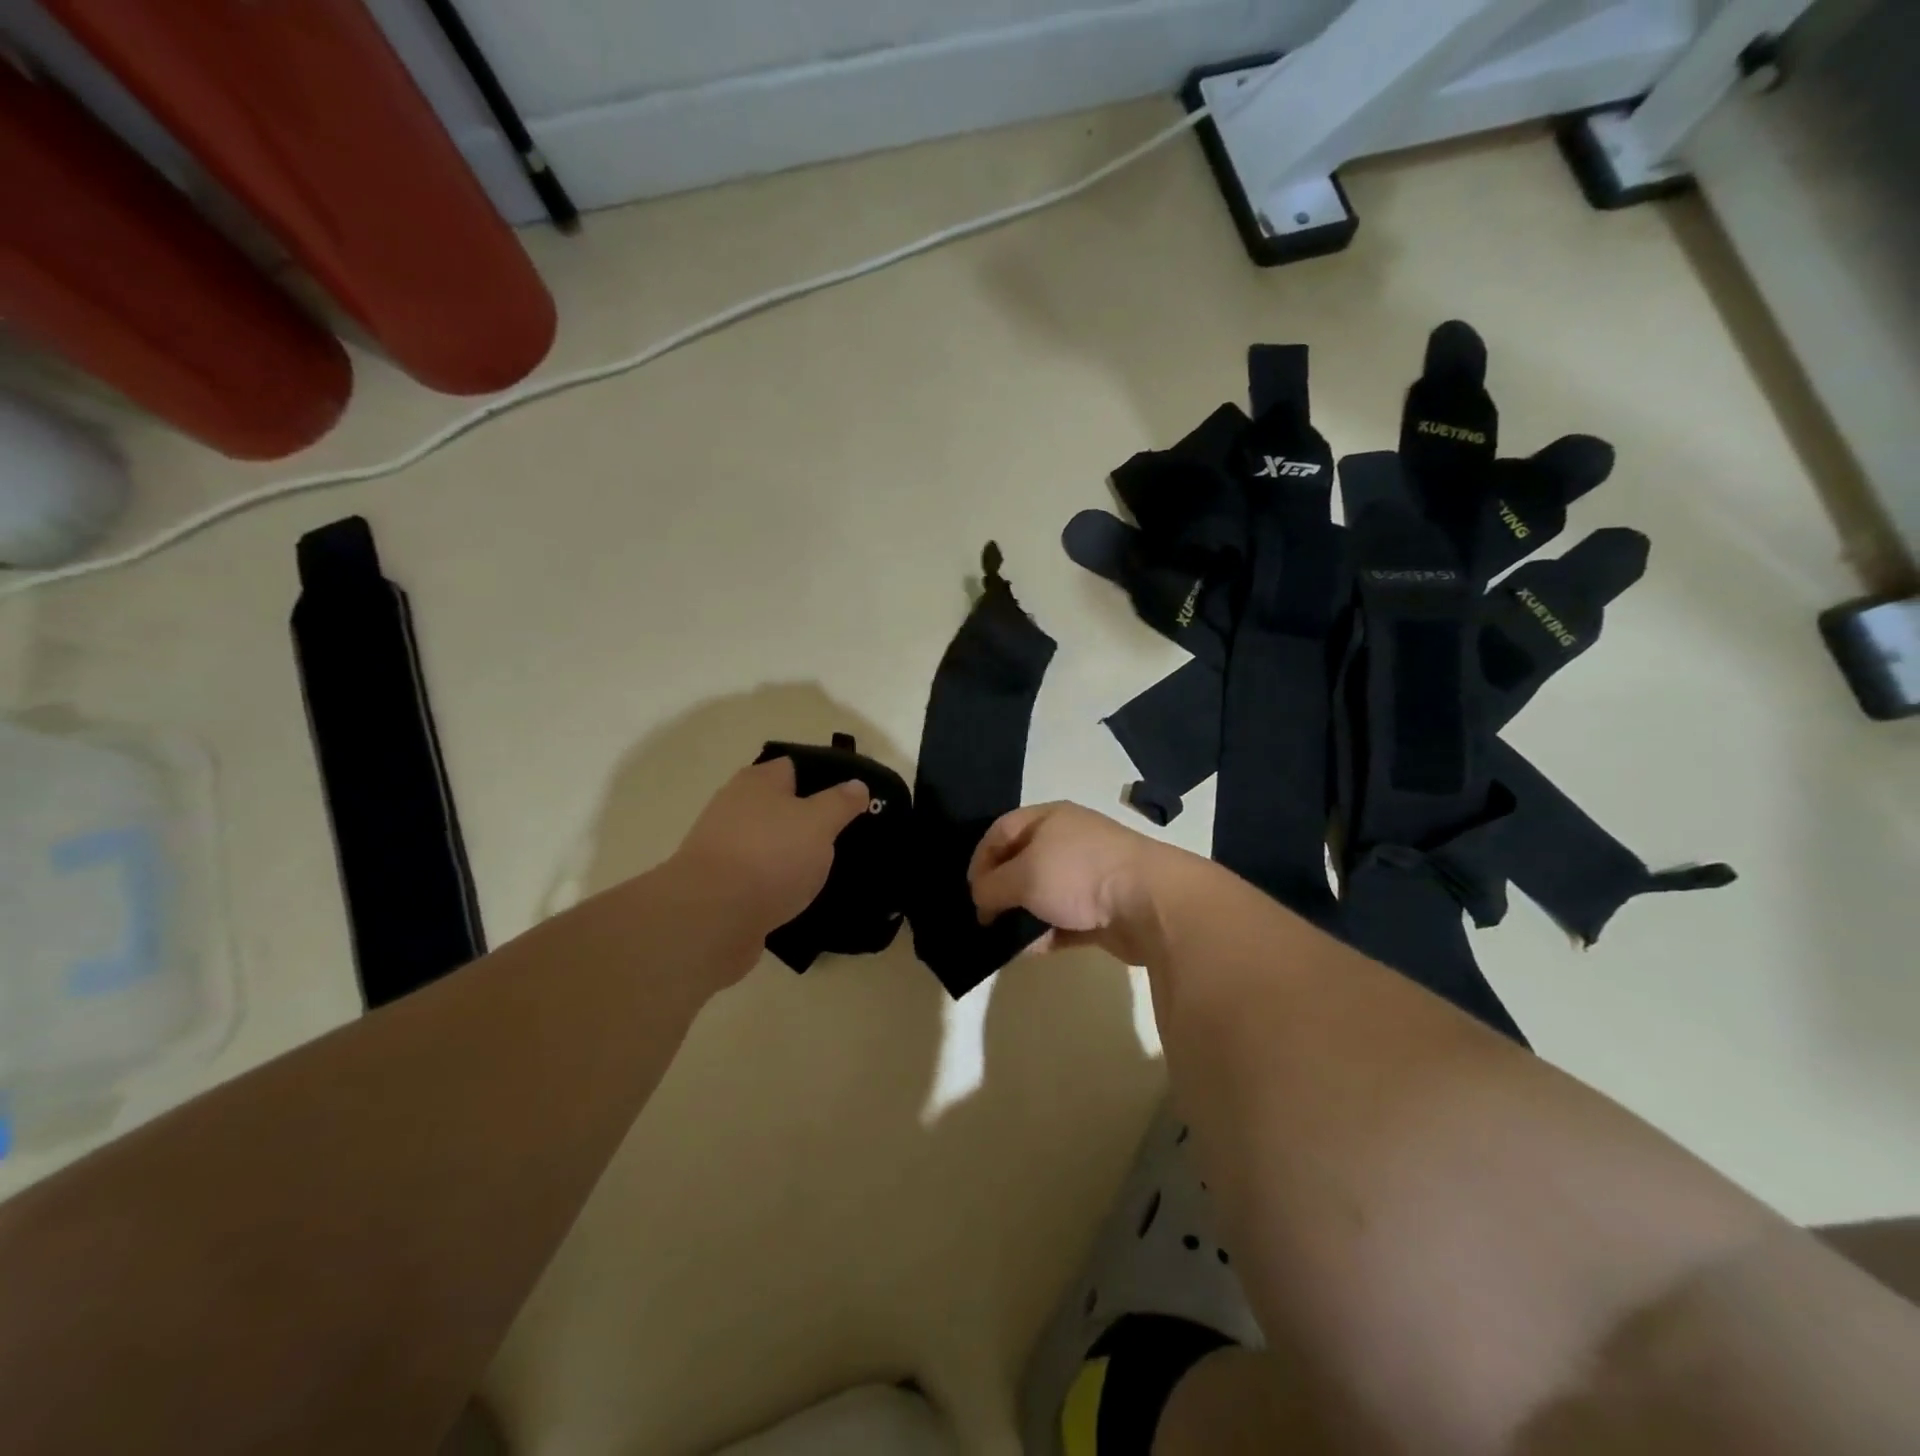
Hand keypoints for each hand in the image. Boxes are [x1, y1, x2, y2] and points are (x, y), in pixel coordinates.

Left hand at [671, 758, 869, 941]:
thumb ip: (840, 802)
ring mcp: (726, 848)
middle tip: (851, 835)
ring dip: (797, 855)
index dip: (828, 778)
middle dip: (813, 820)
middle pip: (783, 806)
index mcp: (758, 781)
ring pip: (773, 844)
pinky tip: (804, 896)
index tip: (857, 798)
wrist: (711, 918)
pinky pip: (761, 878)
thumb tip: (856, 784)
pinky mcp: (722, 886)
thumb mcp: (819, 823)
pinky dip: (781, 884)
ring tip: (833, 870)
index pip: (797, 767)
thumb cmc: (770, 856)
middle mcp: (736, 807)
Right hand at [968, 802, 1184, 963]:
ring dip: (1022, 915)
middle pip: (1022, 862)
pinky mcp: (1102, 910)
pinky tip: (1029, 951)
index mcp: (1049, 819)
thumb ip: (992, 887)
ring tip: (1001, 938)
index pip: (1001, 830)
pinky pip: (1064, 921)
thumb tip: (980, 900)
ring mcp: (1088, 876)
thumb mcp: (1023, 876)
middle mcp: (1068, 841)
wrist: (1150, 903)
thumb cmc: (1078, 874)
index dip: (980, 858)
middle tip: (983, 916)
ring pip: (1043, 894)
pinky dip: (1045, 934)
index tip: (970, 890)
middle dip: (1000, 889)